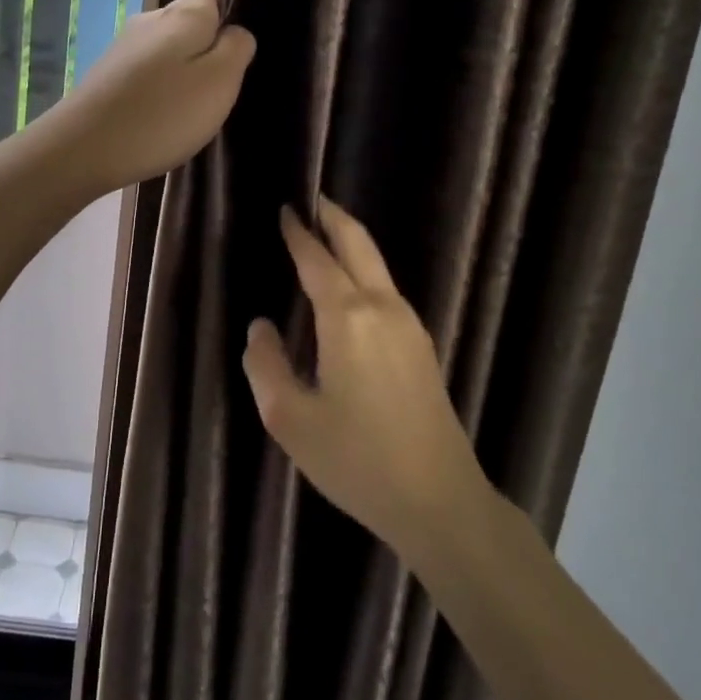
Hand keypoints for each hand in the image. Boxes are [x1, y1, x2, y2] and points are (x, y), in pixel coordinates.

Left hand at [41, 0, 255, 193]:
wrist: (82, 150)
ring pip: (170, 47)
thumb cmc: (162, 114)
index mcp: (182, 14)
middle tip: (236, 74)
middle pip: (191, 17)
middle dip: (214, 38)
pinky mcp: (110, 78)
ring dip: (189, 67)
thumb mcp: (218, 80)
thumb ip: (236, 47)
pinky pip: (150, 73)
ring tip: (205, 100)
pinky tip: (170, 114)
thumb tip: (236, 31)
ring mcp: (125, 50)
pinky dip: (165, 87)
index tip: (252, 18)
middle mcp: (150, 21)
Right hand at [242, 201, 490, 561]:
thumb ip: (266, 365)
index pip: (317, 260)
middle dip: (335, 217)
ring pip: (378, 266)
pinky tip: (349, 287)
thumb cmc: (357, 460)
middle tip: (313, 198)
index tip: (286, 209)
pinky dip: (364, 271)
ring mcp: (410, 326)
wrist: (439, 500)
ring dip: (351, 243)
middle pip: (359, 245)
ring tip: (325, 236)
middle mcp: (383, 308)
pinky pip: (387, 291)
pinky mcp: (422, 347)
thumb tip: (261, 327)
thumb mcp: (290, 419)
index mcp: (347, 319)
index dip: (299, 233)